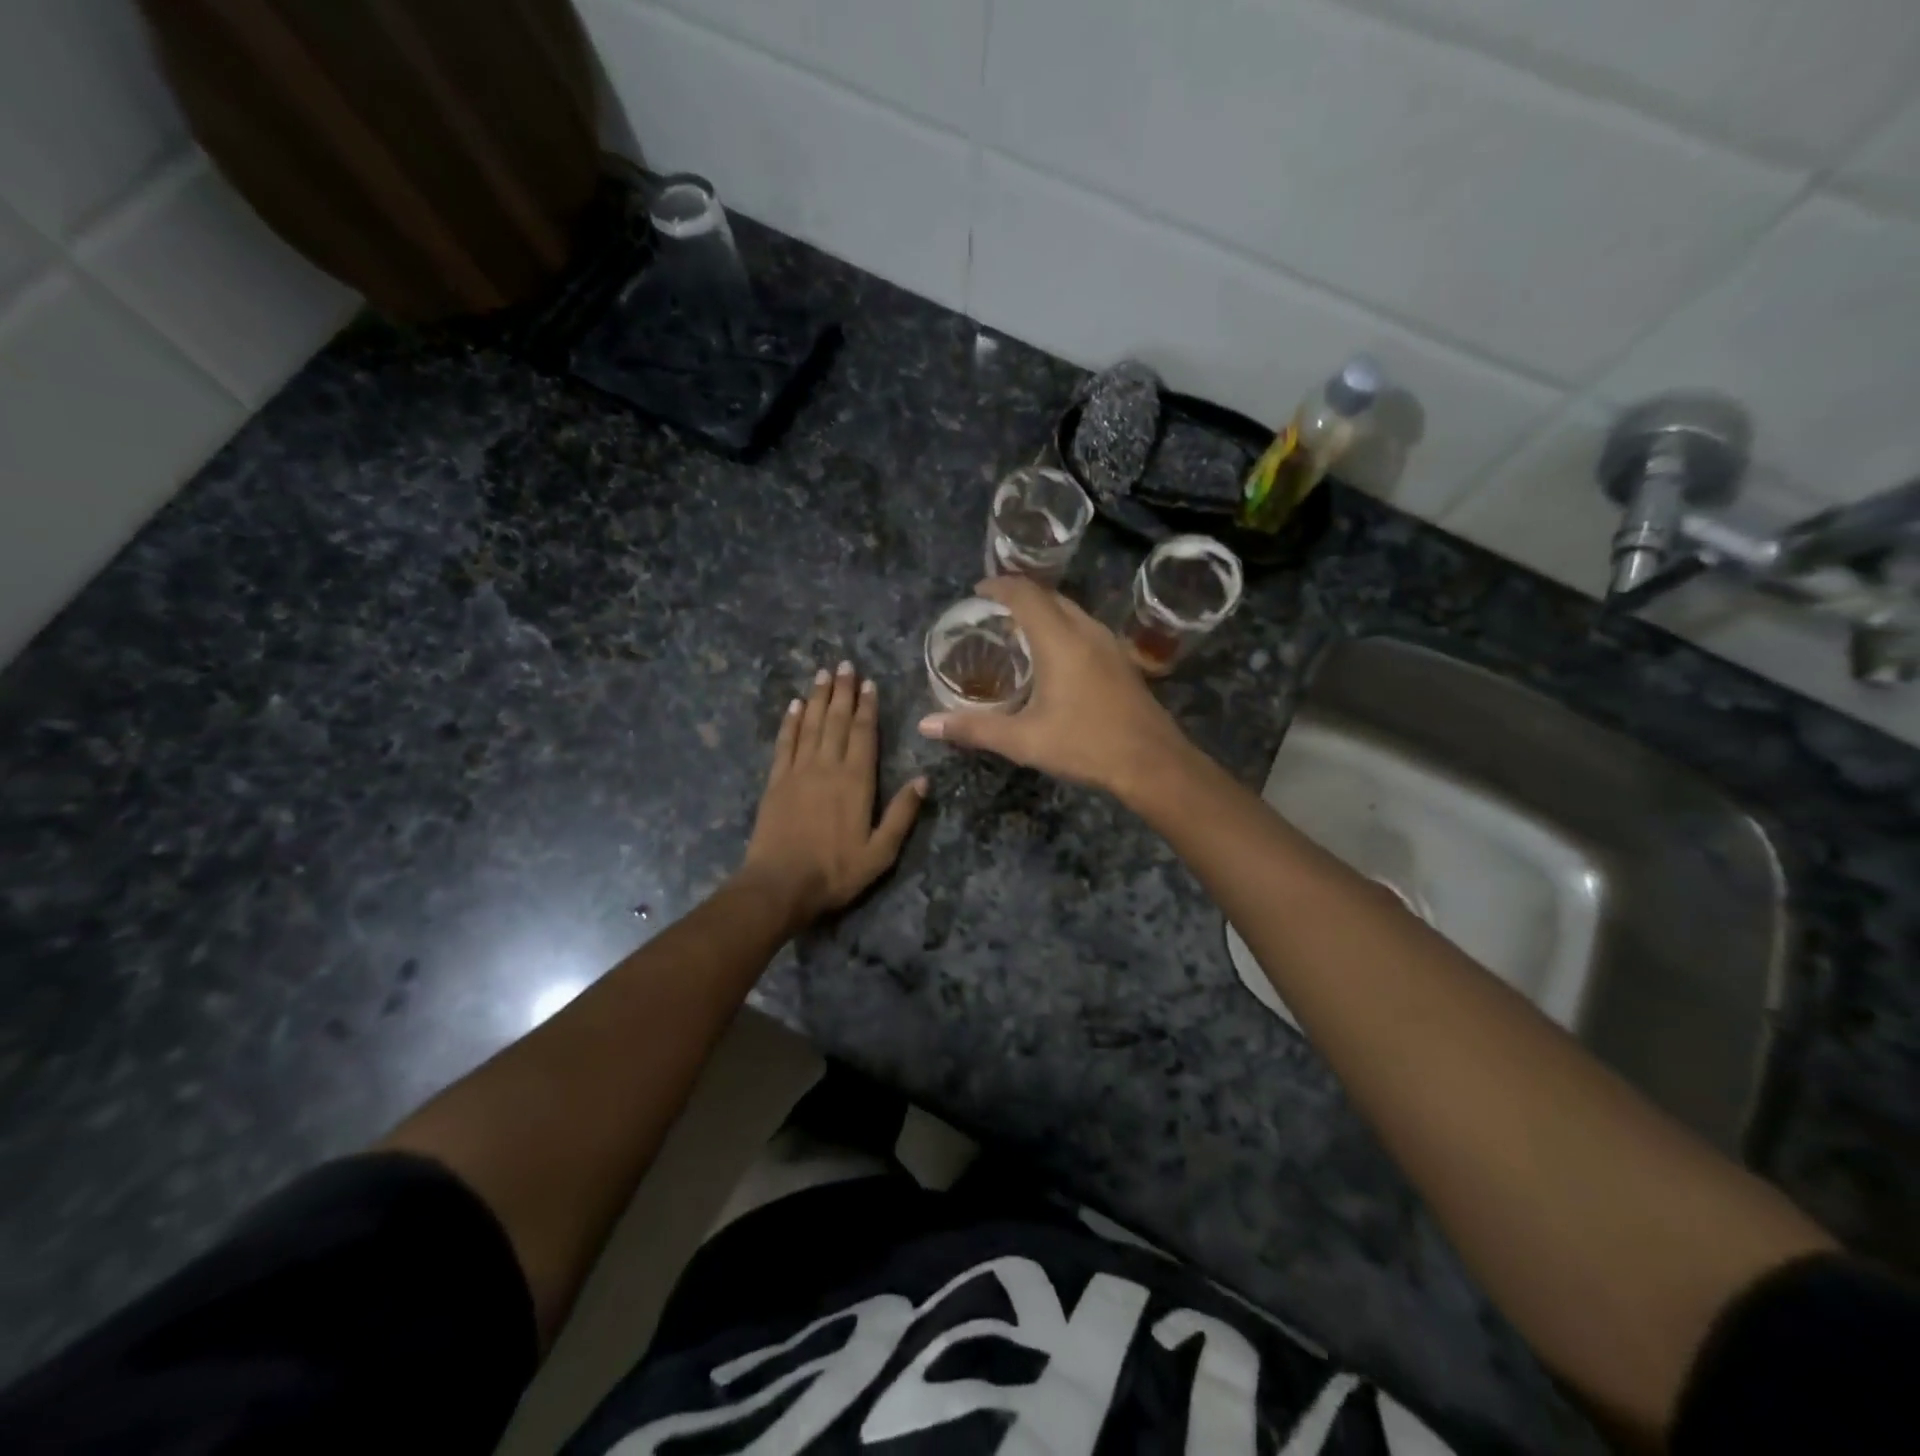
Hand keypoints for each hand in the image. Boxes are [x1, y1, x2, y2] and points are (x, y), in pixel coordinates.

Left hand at [739, 661, 926, 929]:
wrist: (780, 885)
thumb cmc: (835, 871)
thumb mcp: (881, 852)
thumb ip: (902, 814)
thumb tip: (923, 779)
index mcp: (856, 781)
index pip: (863, 734)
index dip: (867, 707)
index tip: (869, 683)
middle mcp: (827, 767)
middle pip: (836, 721)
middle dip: (842, 691)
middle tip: (844, 665)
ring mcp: (798, 772)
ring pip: (810, 725)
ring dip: (818, 698)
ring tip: (822, 674)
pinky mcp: (776, 782)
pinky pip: (784, 743)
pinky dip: (790, 722)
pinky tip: (795, 706)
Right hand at [917, 577, 1189, 798]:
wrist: (1152, 762)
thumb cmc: (1085, 744)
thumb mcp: (1023, 740)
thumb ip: (974, 728)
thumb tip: (926, 724)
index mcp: (1059, 640)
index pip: (1025, 594)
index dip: (999, 586)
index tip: (977, 592)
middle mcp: (1085, 631)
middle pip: (1049, 597)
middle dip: (1019, 597)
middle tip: (991, 614)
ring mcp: (1108, 644)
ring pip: (1071, 611)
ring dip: (1043, 611)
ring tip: (1018, 631)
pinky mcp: (1121, 661)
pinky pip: (1084, 628)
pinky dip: (1061, 628)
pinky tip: (1053, 657)